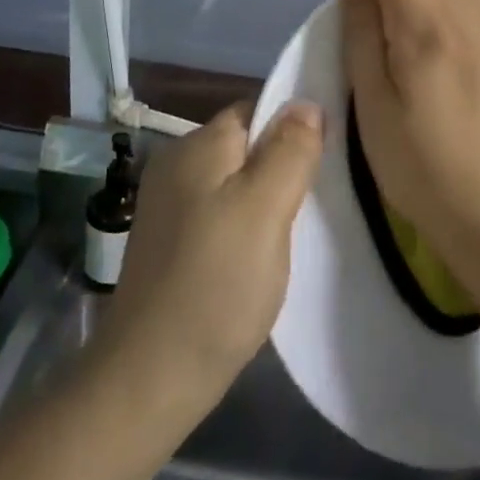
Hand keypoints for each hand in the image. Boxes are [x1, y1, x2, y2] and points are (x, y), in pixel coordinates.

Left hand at [95, 103, 322, 421]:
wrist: (150, 376)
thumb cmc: (216, 284)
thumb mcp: (265, 210)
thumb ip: (289, 151)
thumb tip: (305, 102)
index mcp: (197, 146)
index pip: (256, 110)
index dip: (294, 127)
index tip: (328, 158)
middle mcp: (176, 165)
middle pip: (246, 146)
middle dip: (283, 165)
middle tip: (320, 199)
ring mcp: (169, 206)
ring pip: (235, 182)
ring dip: (267, 199)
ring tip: (297, 230)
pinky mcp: (170, 242)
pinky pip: (220, 214)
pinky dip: (246, 226)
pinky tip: (262, 255)